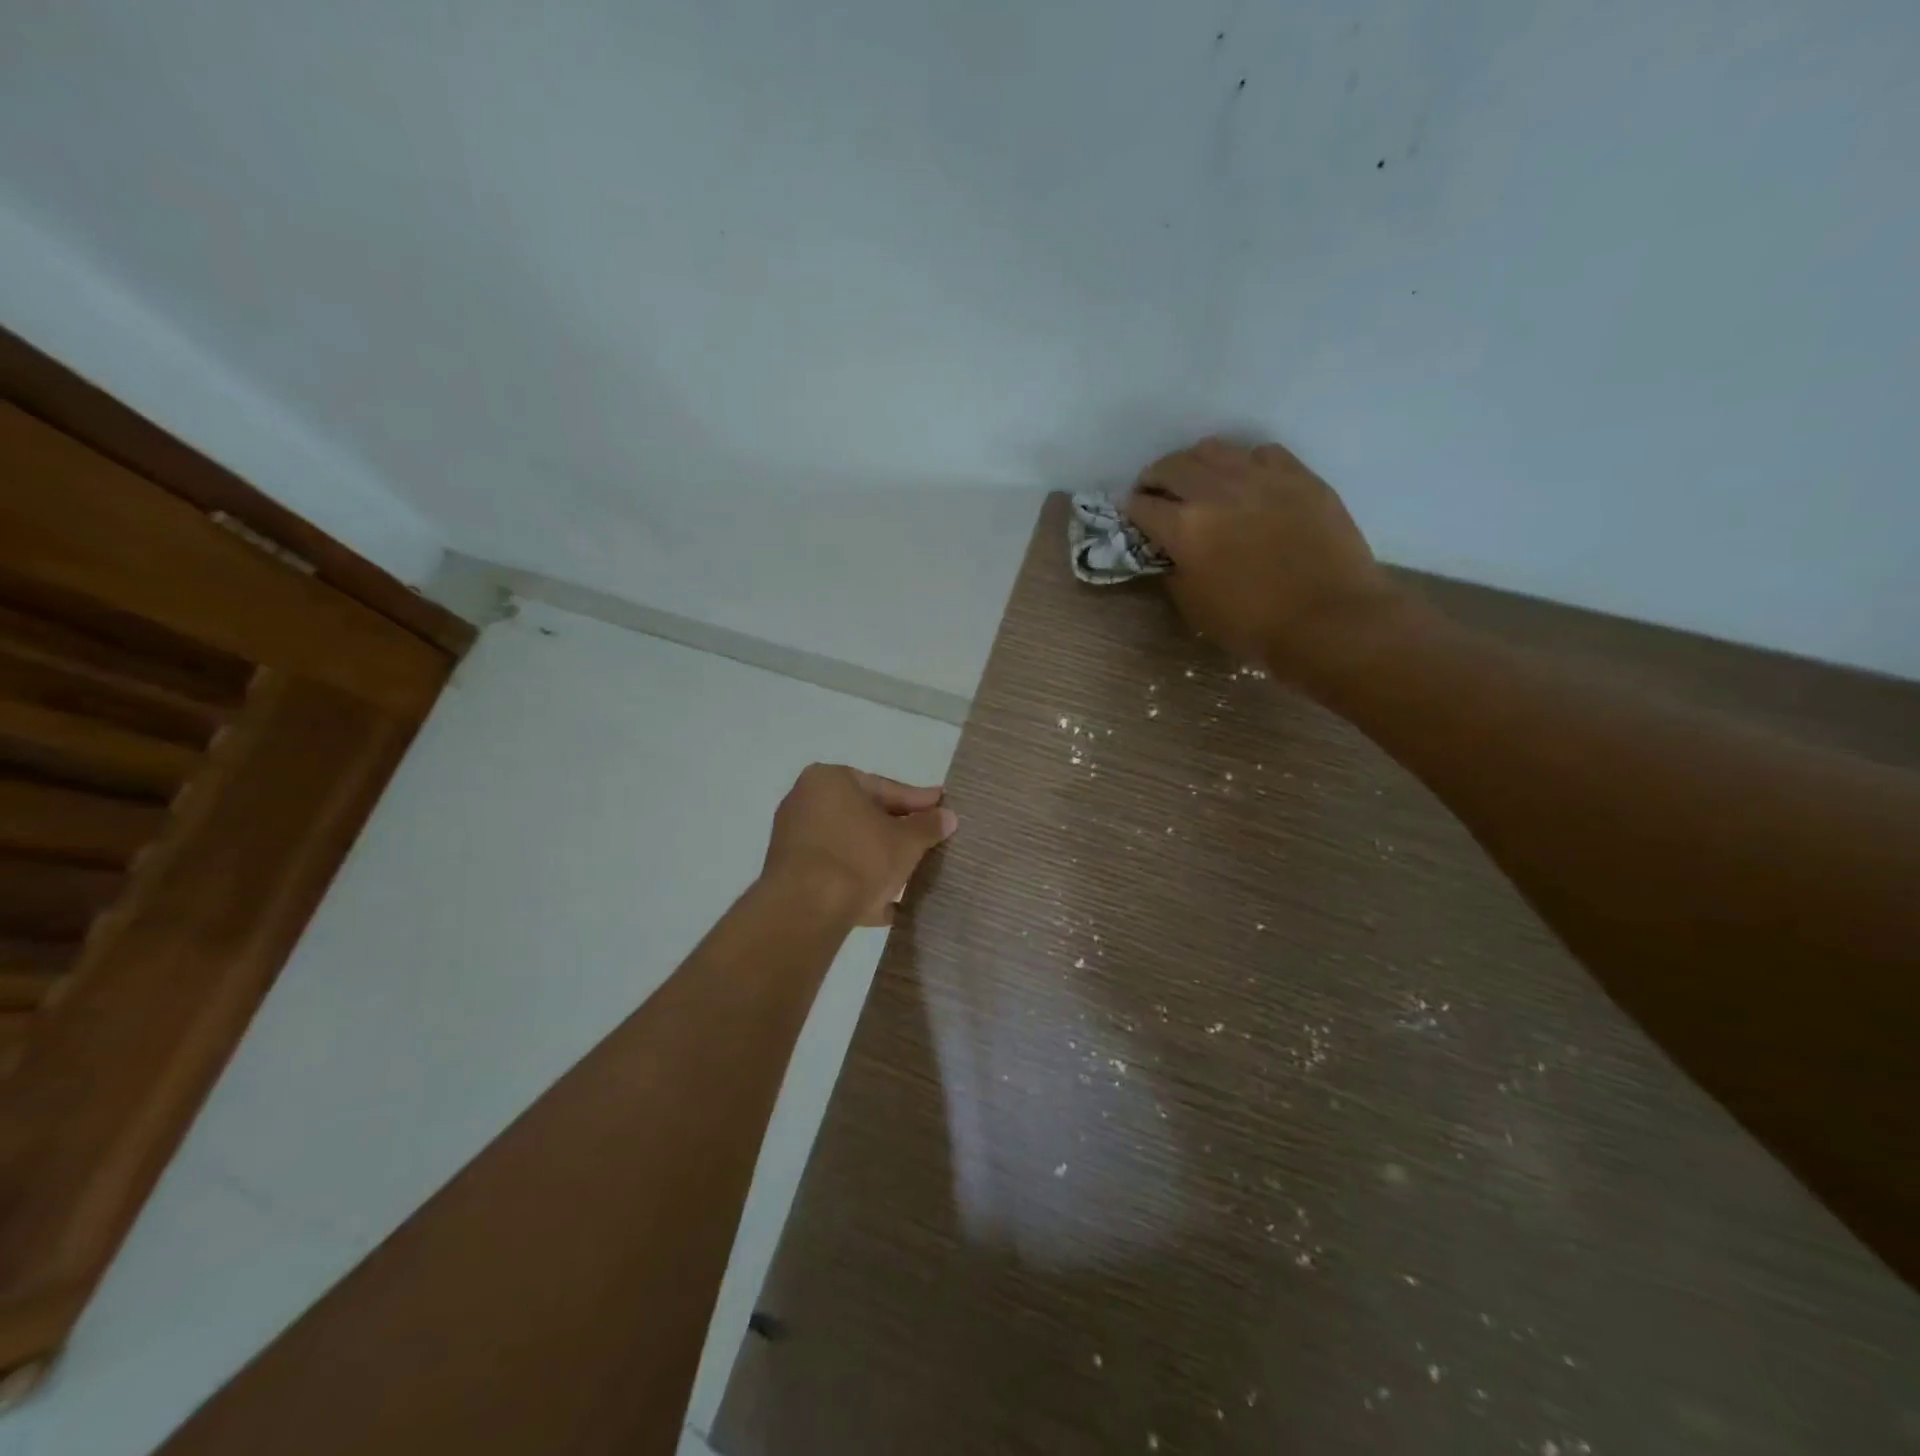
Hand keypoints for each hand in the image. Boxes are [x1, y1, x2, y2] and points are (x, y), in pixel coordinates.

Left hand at [763, 765, 958, 926]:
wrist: (806, 908)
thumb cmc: (859, 858)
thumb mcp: (906, 841)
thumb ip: (928, 826)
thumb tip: (948, 817)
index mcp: (830, 780)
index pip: (884, 788)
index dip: (918, 801)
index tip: (941, 808)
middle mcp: (805, 801)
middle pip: (863, 816)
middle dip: (896, 832)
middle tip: (927, 840)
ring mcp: (793, 839)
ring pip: (849, 847)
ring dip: (878, 860)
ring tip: (911, 875)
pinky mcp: (789, 874)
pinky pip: (833, 874)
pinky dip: (858, 884)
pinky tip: (886, 905)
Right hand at [1125, 438, 1411, 676]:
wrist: (1330, 620)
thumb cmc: (1254, 625)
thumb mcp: (1194, 606)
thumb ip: (1174, 570)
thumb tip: (1170, 551)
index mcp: (1185, 528)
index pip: (1141, 505)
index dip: (1130, 510)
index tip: (1131, 516)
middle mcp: (1216, 491)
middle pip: (1171, 466)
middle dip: (1155, 478)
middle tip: (1156, 493)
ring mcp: (1261, 477)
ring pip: (1213, 449)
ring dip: (1195, 464)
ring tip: (1198, 481)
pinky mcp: (1299, 475)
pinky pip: (1260, 453)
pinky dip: (1243, 463)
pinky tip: (1247, 482)